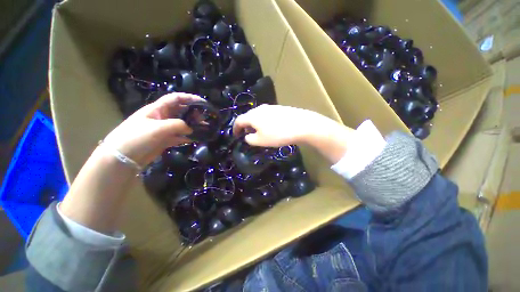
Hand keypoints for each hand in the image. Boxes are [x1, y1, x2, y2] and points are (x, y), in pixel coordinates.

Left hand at [103, 93, 203, 165]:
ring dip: (192, 125)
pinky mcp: (165, 140)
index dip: (189, 98)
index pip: (175, 99)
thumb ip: (178, 125)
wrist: (123, 158)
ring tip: (204, 128)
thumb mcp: (158, 128)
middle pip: (180, 111)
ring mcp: (163, 129)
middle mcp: (161, 117)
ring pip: (181, 124)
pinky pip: (179, 136)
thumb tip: (191, 128)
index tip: (202, 102)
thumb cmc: (137, 137)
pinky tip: (195, 138)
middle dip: (193, 113)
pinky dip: (187, 137)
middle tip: (205, 118)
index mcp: (157, 109)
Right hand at [233, 104, 355, 162]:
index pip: (239, 120)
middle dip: (245, 126)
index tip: (235, 135)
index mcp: (253, 116)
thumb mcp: (261, 141)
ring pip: (258, 116)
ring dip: (255, 124)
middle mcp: (260, 109)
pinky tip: (270, 128)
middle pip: (248, 116)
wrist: (301, 124)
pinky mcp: (280, 109)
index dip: (235, 128)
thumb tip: (247, 136)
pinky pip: (267, 115)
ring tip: (258, 132)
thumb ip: (250, 139)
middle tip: (247, 135)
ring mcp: (271, 107)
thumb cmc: (278, 134)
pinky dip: (264, 122)